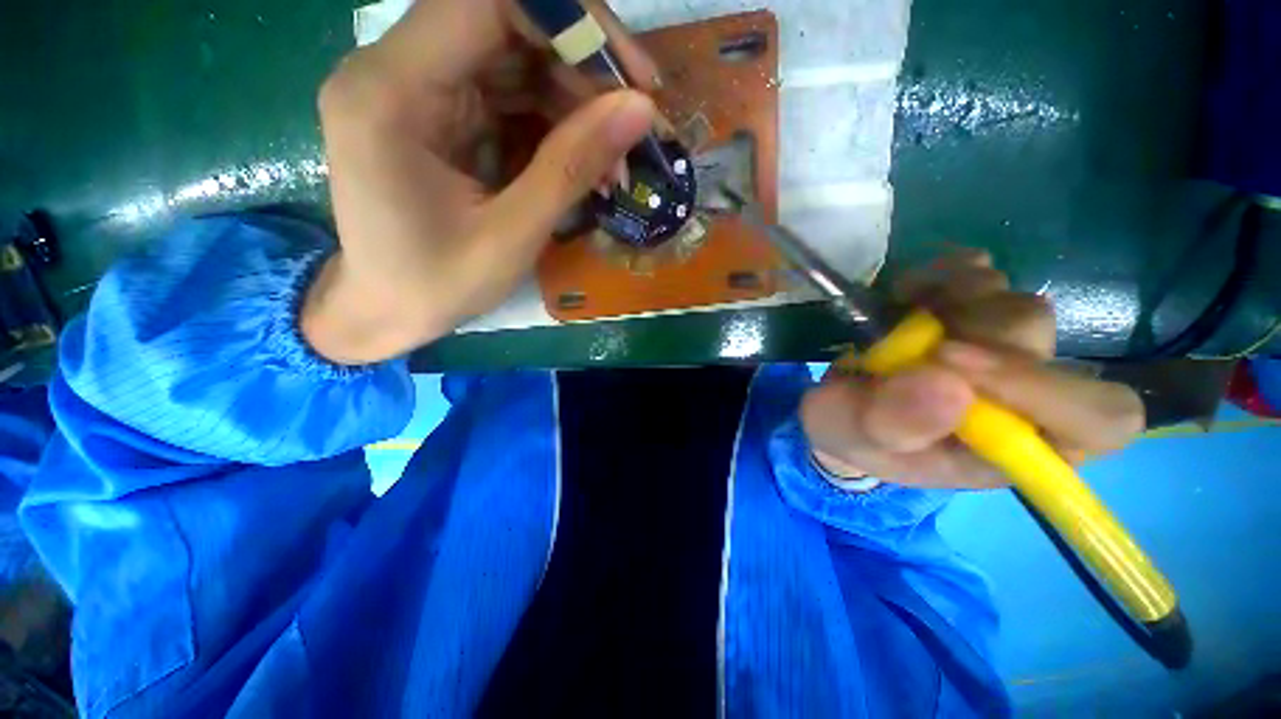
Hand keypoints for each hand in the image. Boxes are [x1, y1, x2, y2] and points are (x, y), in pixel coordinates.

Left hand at [304, 0, 660, 363]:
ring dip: (574, 105)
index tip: (633, 76)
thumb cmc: (437, 286)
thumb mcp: (512, 236)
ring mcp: (415, 90)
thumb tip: (642, 109)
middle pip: (505, 26)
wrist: (386, 312)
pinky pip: (507, 97)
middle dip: (582, 70)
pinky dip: (553, 126)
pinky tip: (583, 164)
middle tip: (634, 125)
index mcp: (391, 91)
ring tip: (613, 161)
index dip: (572, 21)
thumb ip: (572, 167)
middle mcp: (393, 70)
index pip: (488, 2)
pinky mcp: (436, 114)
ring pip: (513, 62)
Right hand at [801, 250, 1144, 488]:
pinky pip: (980, 271)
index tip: (947, 359)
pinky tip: (907, 293)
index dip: (1042, 386)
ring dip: (952, 300)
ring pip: (1015, 302)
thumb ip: (894, 425)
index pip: (1095, 420)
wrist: (840, 405)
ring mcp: (1001, 348)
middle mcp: (1024, 395)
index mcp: (1014, 446)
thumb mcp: (854, 438)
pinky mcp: (971, 312)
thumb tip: (946, 384)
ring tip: (899, 319)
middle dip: (972, 332)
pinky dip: (942, 273)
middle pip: (1045, 342)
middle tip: (911, 339)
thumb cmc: (852, 433)